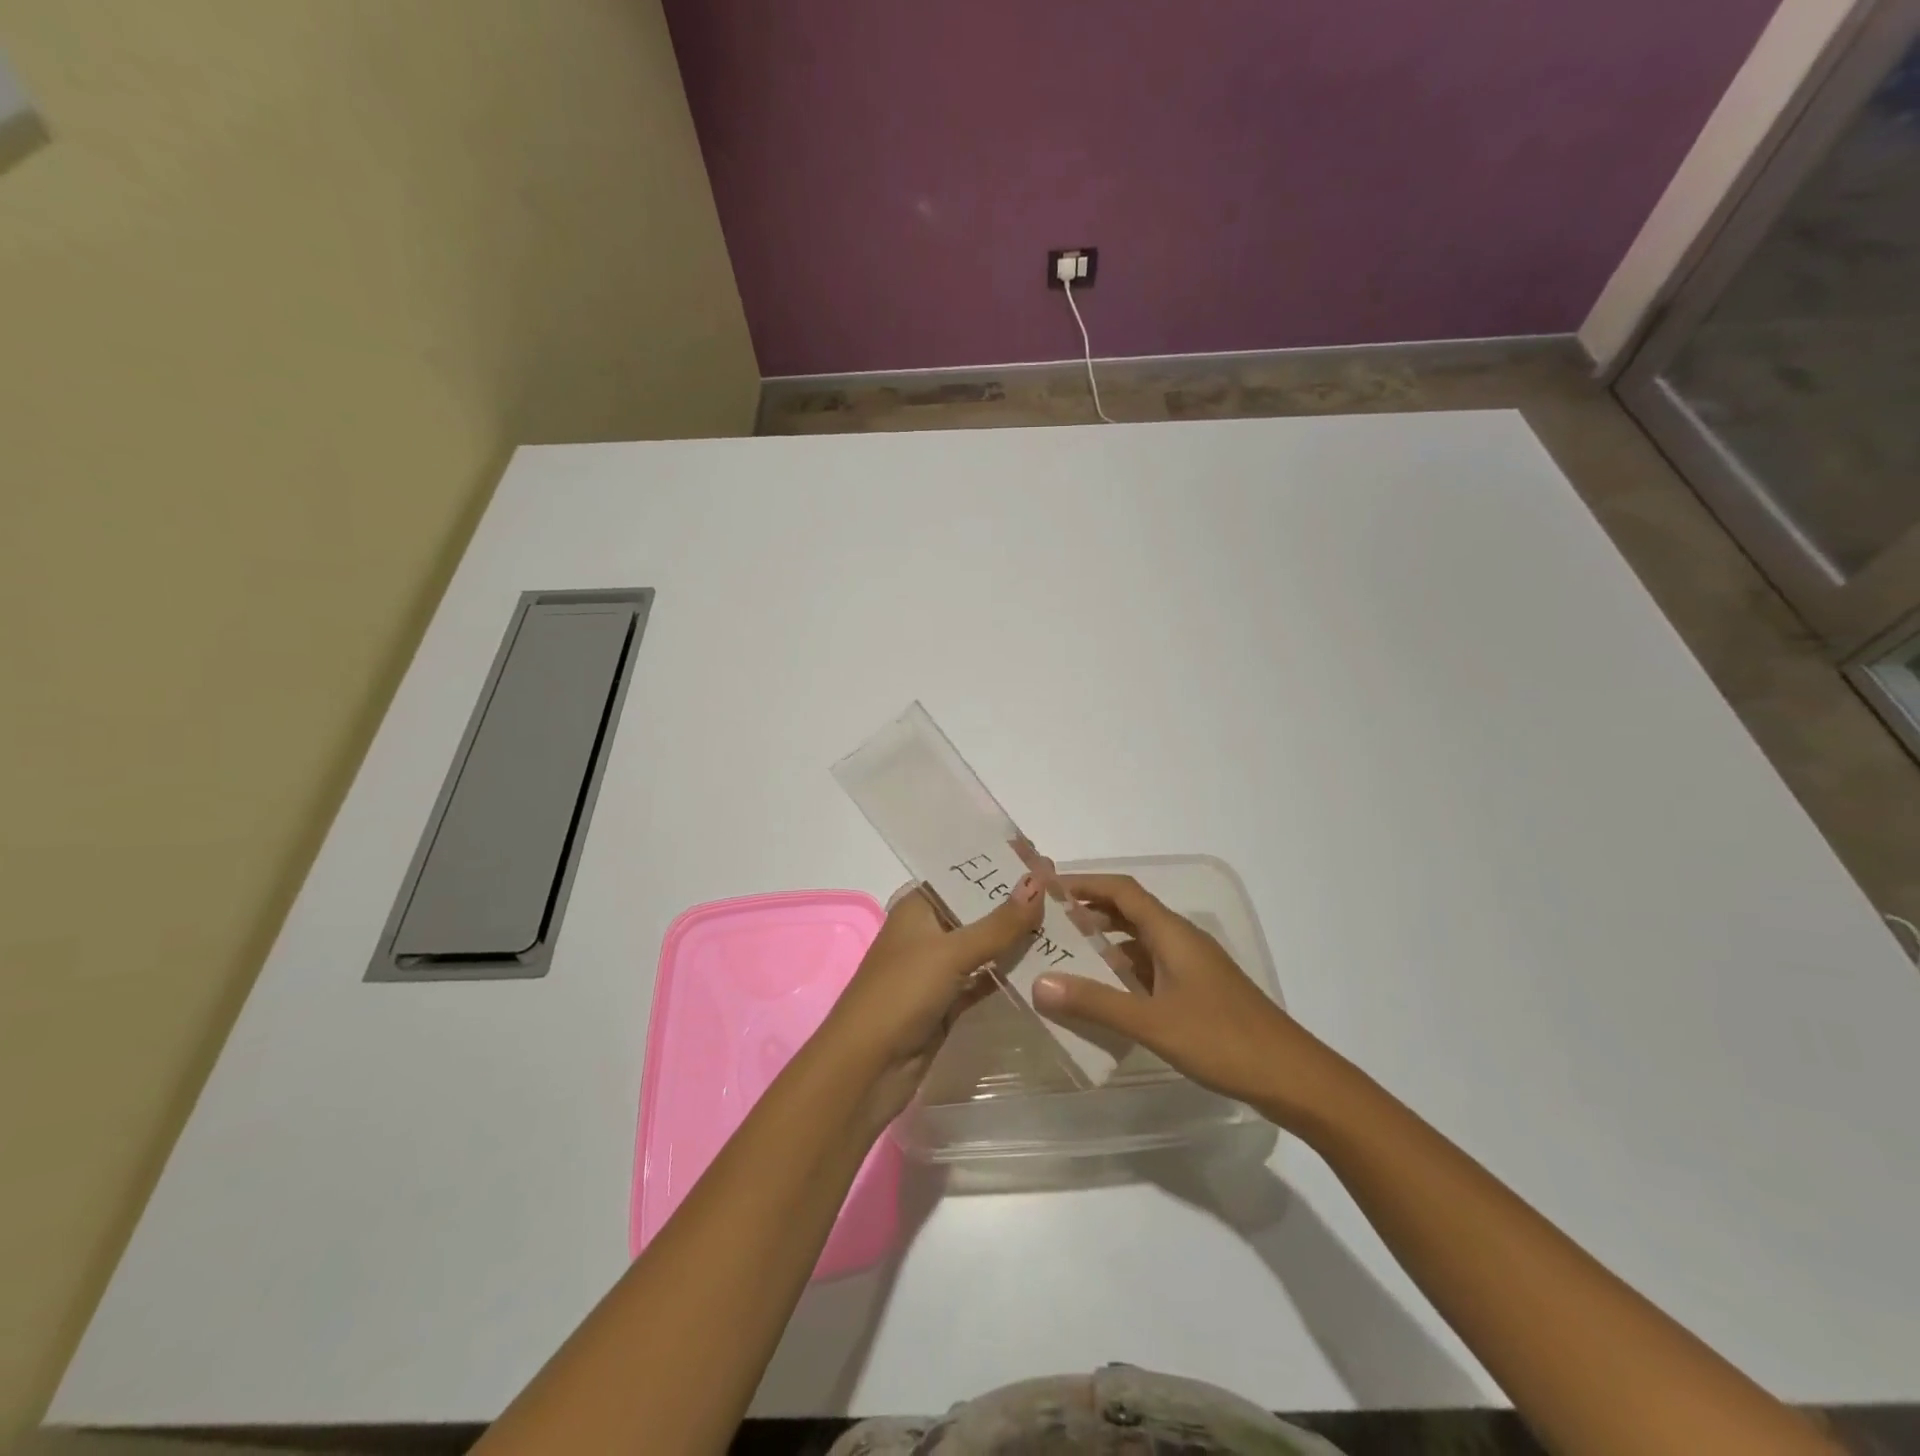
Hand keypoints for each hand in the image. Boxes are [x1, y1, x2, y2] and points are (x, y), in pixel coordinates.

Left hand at [821, 874, 1044, 1125]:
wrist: (866, 1068)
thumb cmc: (901, 994)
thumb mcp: (951, 952)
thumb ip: (998, 922)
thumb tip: (1038, 880)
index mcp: (918, 905)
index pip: (965, 874)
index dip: (1001, 866)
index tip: (1044, 859)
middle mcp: (928, 930)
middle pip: (979, 909)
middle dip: (1017, 902)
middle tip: (1064, 892)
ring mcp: (939, 967)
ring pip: (986, 945)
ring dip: (1019, 937)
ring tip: (1066, 923)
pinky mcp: (950, 1001)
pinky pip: (987, 978)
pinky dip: (1011, 971)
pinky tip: (1047, 964)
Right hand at [1033, 873, 1333, 1122]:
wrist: (1293, 1077)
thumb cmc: (1223, 1040)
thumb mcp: (1153, 1022)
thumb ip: (1095, 1002)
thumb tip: (1038, 983)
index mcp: (1172, 933)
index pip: (1122, 890)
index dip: (1085, 883)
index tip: (1046, 888)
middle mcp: (1181, 941)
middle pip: (1128, 912)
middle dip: (1087, 913)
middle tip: (1045, 924)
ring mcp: (1191, 967)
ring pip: (1138, 942)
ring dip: (1103, 944)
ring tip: (1063, 957)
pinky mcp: (1197, 992)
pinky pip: (1150, 968)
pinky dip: (1122, 972)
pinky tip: (1103, 994)